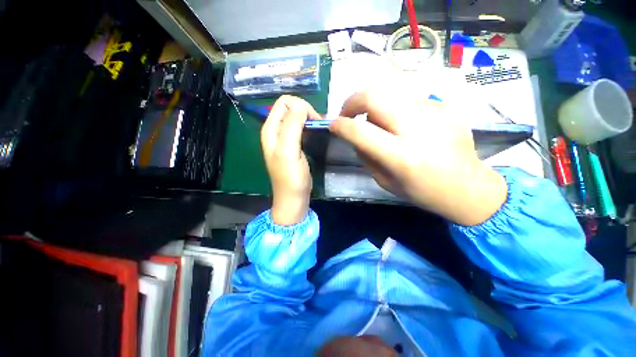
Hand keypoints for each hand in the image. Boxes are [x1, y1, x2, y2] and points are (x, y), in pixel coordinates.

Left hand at [261, 96, 321, 224]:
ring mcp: (285, 138)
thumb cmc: (291, 177)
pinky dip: (309, 127)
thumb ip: (291, 126)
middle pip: (290, 108)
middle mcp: (276, 130)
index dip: (300, 107)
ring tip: (318, 130)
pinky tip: (316, 134)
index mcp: (271, 129)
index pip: (284, 103)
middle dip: (305, 111)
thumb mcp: (288, 151)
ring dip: (309, 119)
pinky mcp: (294, 144)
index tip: (313, 121)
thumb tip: (300, 106)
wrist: (293, 197)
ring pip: (297, 117)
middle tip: (317, 125)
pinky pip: (301, 128)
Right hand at [329, 91, 507, 225]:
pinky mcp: (444, 105)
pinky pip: (406, 101)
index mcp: (401, 156)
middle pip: (373, 96)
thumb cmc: (423, 192)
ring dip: (374, 108)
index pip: (360, 131)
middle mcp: (417, 127)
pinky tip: (404, 127)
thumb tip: (354, 136)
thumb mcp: (385, 182)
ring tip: (378, 125)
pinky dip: (395, 111)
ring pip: (389, 94)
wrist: (469, 187)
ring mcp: (434, 111)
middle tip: (348, 115)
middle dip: (352, 102)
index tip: (333, 125)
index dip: (340, 125)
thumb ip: (366, 156)